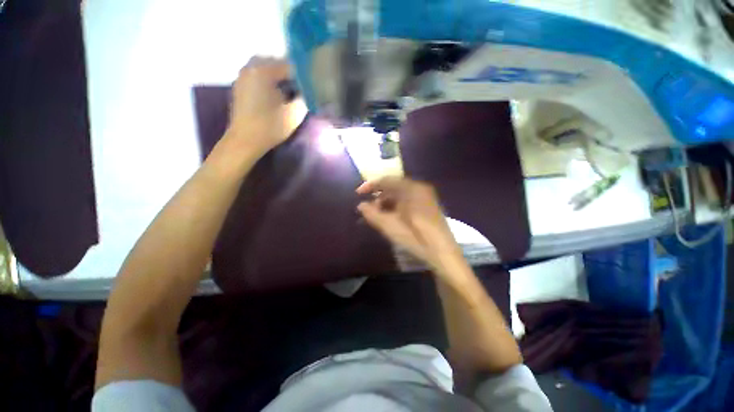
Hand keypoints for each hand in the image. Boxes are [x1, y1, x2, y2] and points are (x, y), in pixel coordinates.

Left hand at [226, 56, 307, 156]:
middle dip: (289, 72)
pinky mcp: (239, 84)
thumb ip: (304, 98)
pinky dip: (267, 78)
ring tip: (287, 88)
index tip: (309, 86)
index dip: (301, 75)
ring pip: (264, 66)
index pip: (289, 65)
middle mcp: (251, 67)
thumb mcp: (294, 115)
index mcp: (264, 71)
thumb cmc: (270, 127)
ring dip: (277, 74)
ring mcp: (243, 75)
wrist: (245, 140)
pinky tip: (274, 91)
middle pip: (275, 62)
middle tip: (299, 87)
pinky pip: (256, 73)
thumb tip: (307, 91)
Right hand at [356, 177, 462, 271]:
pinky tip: (391, 216)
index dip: (370, 186)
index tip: (358, 194)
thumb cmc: (416, 237)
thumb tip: (361, 205)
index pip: (387, 180)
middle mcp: (420, 188)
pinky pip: (408, 200)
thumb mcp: (390, 226)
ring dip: (387, 202)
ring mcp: (426, 196)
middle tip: (368, 208)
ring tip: (378, 215)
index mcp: (412, 188)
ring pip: (401, 194)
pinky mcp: (429, 206)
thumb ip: (372, 214)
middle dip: (379, 196)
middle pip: (394, 186)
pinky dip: (397, 206)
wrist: (443, 254)